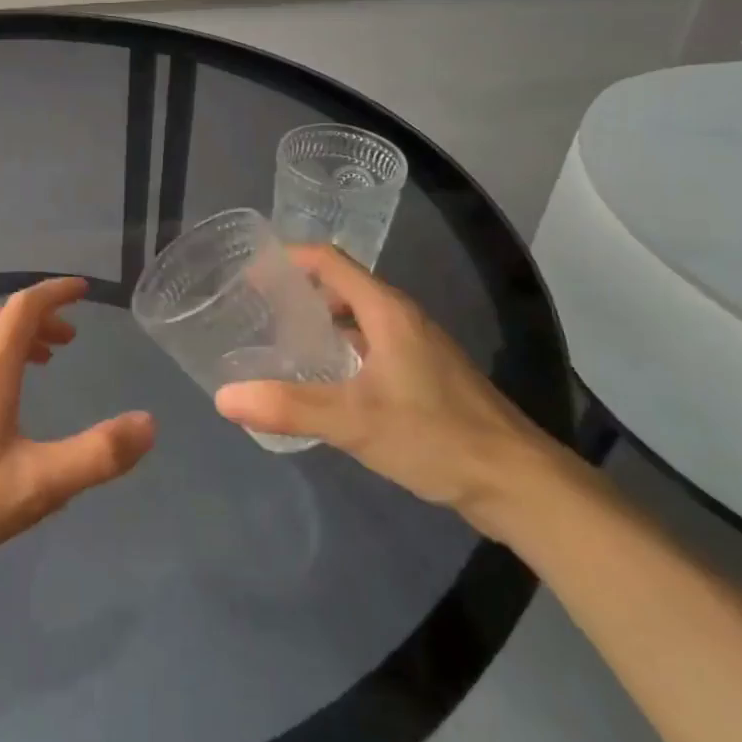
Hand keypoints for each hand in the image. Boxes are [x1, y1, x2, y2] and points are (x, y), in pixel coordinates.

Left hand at [0, 278, 155, 590]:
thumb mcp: (39, 484)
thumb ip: (97, 455)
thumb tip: (148, 424)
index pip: (24, 308)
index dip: (55, 292)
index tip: (84, 290)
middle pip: (3, 318)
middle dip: (41, 316)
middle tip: (72, 338)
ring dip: (17, 336)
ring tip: (45, 360)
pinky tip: (2, 396)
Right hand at [213, 245, 561, 532]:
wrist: (519, 483)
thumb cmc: (435, 436)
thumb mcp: (354, 420)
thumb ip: (287, 406)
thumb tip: (223, 397)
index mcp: (386, 311)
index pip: (330, 261)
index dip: (289, 257)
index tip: (249, 271)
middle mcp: (401, 319)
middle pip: (341, 287)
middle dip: (297, 293)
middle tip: (254, 311)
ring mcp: (417, 348)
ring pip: (357, 320)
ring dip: (319, 324)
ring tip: (277, 344)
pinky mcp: (425, 377)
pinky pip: (371, 347)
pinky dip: (340, 351)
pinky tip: (322, 382)